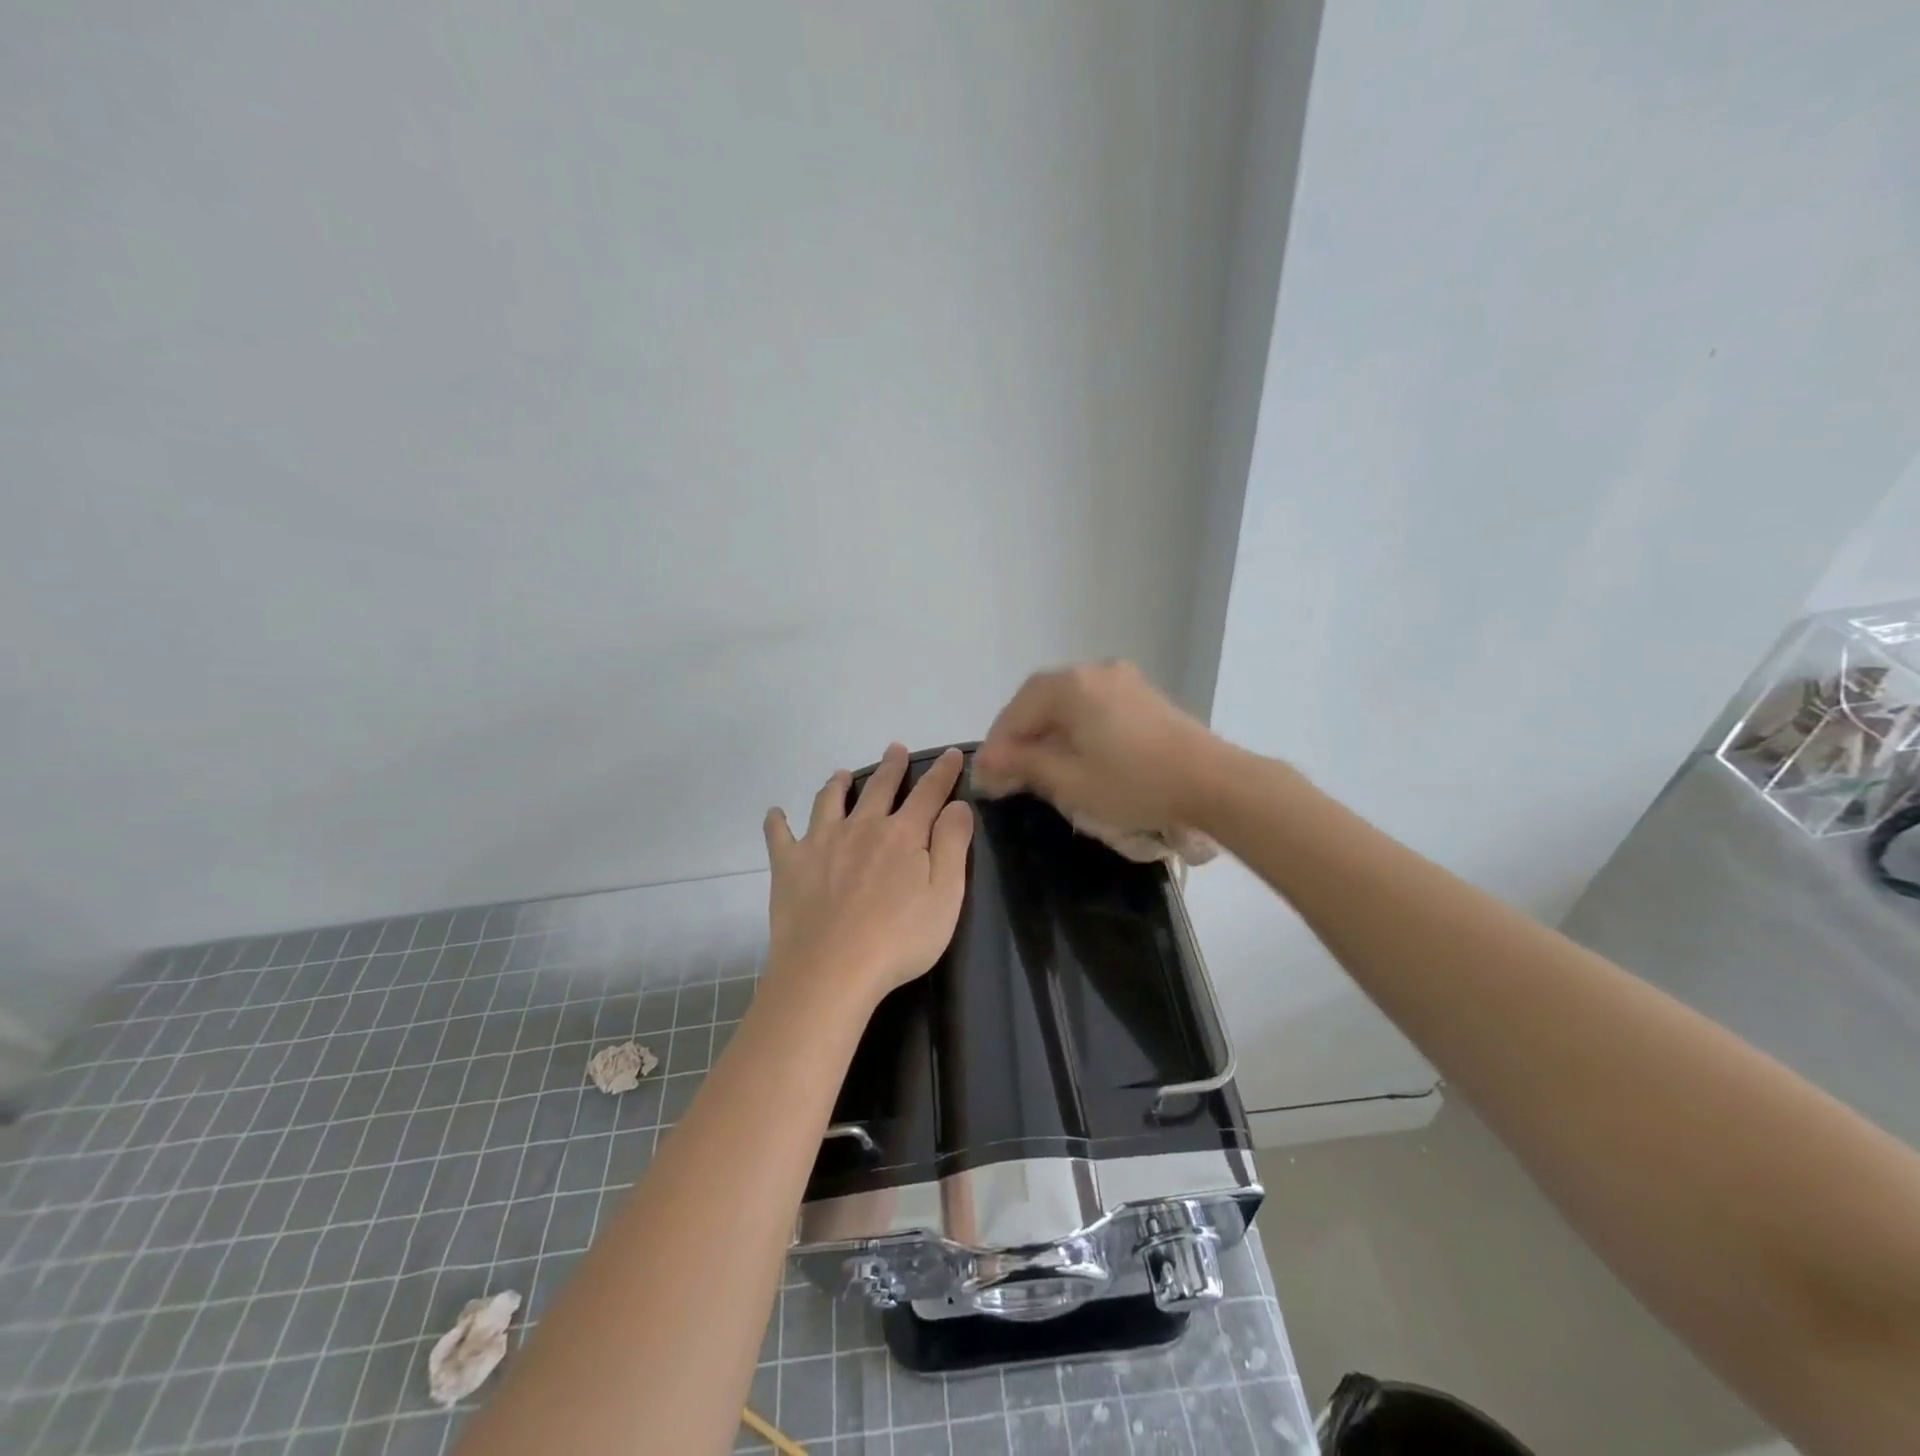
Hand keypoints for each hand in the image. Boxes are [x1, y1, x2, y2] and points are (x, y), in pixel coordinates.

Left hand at [762, 744, 973, 1007]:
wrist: (830, 971)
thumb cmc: (898, 940)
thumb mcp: (945, 896)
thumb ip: (952, 845)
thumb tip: (957, 804)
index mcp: (903, 834)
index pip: (929, 793)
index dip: (943, 771)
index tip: (952, 752)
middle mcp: (862, 827)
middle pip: (880, 787)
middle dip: (891, 766)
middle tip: (894, 747)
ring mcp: (821, 843)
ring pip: (829, 801)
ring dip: (837, 784)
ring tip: (841, 774)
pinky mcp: (789, 865)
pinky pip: (779, 835)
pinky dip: (777, 822)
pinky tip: (775, 814)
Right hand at [974, 662, 1221, 834]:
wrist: (1212, 781)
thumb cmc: (1134, 783)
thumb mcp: (1069, 780)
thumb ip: (1023, 765)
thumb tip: (986, 761)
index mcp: (1069, 686)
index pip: (1015, 714)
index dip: (996, 748)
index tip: (986, 781)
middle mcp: (1092, 671)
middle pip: (1039, 702)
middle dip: (1020, 737)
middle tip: (1006, 774)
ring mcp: (1121, 679)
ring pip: (1066, 703)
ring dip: (1046, 733)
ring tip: (1038, 768)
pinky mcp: (1142, 695)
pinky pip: (1092, 706)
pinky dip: (1074, 728)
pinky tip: (1075, 755)